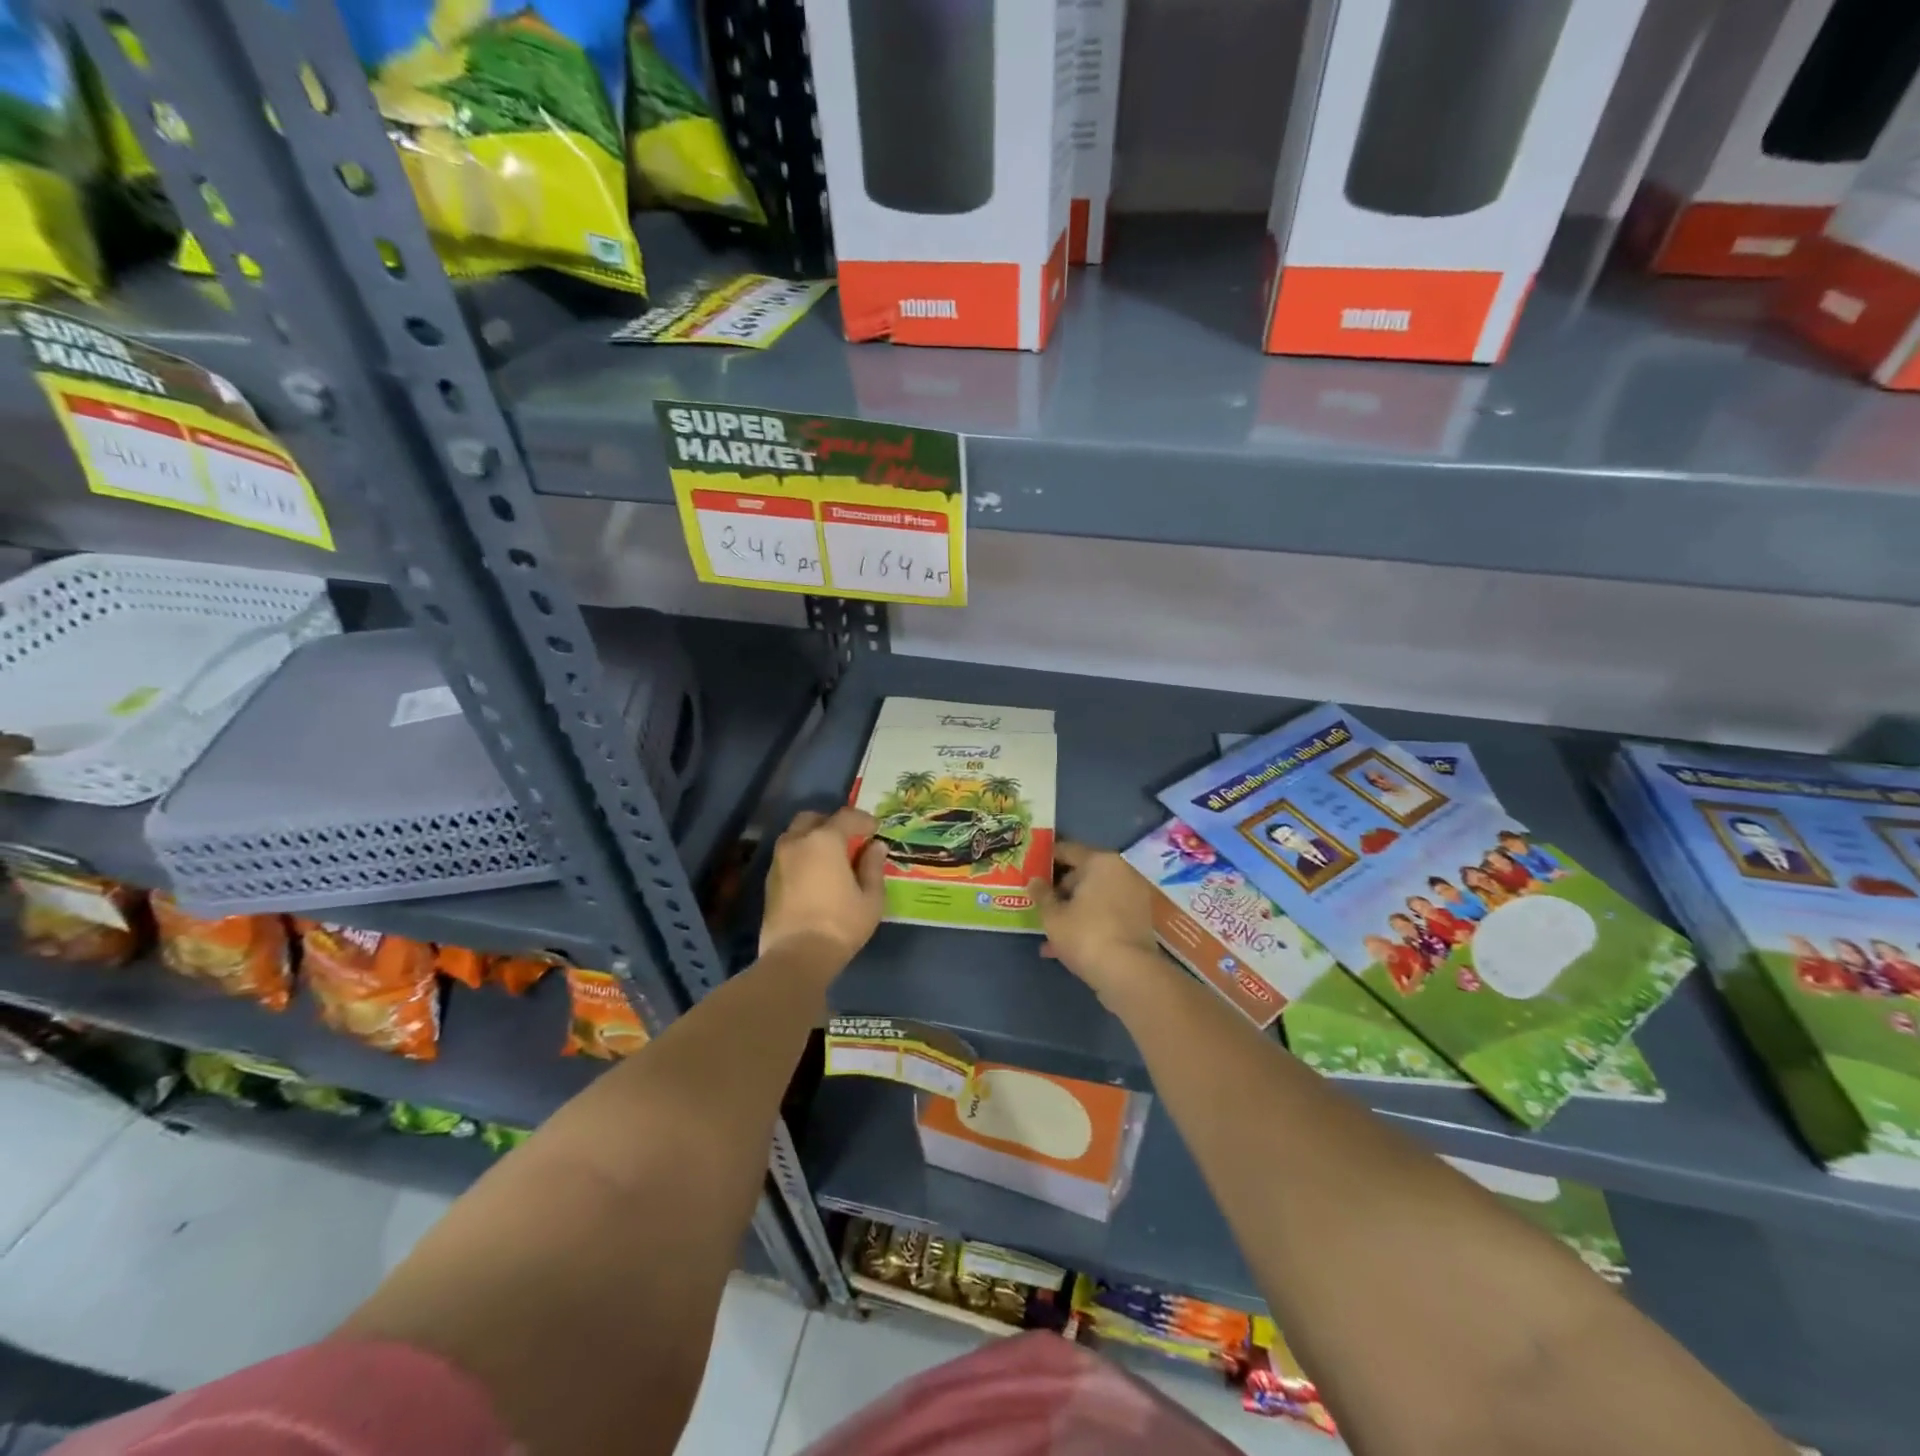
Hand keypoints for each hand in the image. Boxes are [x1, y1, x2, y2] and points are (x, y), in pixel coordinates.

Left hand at [760, 807, 887, 970]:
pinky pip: (788, 856)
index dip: (864, 820)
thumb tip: (876, 847)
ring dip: (813, 839)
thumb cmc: (840, 924)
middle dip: (832, 823)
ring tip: (831, 859)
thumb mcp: (870, 898)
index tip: (875, 831)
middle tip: (849, 840)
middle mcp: (797, 842)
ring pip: (796, 836)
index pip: (846, 816)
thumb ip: (873, 867)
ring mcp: (779, 861)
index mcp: (824, 840)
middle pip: (813, 819)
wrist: (796, 956)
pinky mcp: (769, 880)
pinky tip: (815, 875)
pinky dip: (802, 856)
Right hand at [1031, 841, 1165, 1002]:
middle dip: (1060, 889)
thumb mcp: (1052, 916)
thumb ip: (1041, 895)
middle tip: (1039, 903)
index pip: (1067, 850)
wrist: (1129, 974)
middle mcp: (1121, 872)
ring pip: (1094, 897)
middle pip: (1083, 873)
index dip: (1046, 858)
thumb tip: (1034, 881)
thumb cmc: (1085, 935)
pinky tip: (1066, 945)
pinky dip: (1089, 922)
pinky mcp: (1139, 920)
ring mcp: (1134, 896)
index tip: (1030, 868)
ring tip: (1049, 930)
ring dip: (1073, 910)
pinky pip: (1106, 913)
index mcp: (1100, 861)